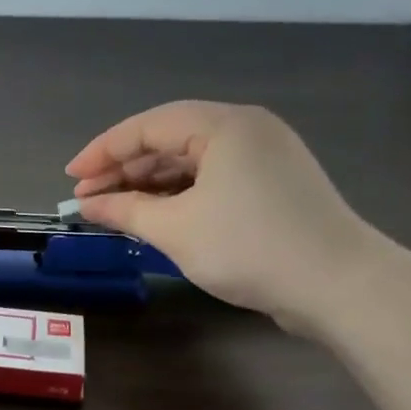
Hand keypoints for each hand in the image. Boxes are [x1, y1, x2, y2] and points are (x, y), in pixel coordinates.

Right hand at [66, 101, 385, 334]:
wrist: (338, 285)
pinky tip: (158, 217)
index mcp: (224, 125)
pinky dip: (181, 196)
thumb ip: (125, 212)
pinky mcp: (275, 186)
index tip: (71, 178)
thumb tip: (88, 206)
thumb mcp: (176, 229)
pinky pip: (215, 179)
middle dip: (126, 169)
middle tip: (89, 199)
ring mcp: (266, 157)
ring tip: (116, 211)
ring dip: (151, 185)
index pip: (148, 126)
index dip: (103, 151)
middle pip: (171, 140)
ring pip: (193, 162)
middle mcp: (247, 129)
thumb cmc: (249, 247)